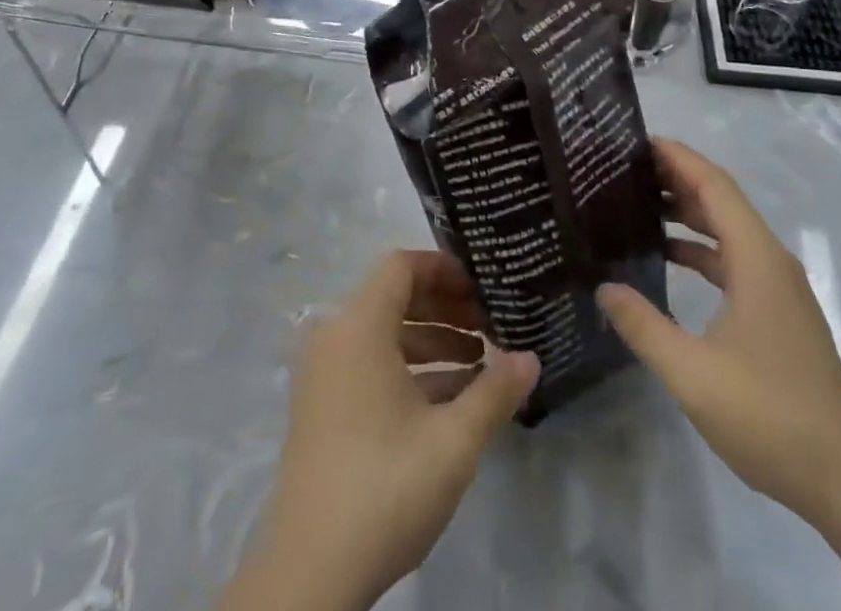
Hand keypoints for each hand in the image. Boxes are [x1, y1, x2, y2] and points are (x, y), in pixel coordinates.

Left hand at [224, 251, 538, 610]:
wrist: (310, 575)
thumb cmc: (385, 487)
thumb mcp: (453, 440)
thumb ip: (495, 392)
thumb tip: (530, 358)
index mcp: (358, 325)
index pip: (401, 265)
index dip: (444, 269)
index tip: (482, 288)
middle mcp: (335, 336)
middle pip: (394, 297)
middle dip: (445, 308)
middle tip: (490, 326)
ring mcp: (323, 374)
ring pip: (384, 335)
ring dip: (432, 342)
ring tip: (480, 365)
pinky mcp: (321, 407)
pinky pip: (369, 365)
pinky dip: (408, 370)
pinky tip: (450, 399)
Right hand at [597, 139, 840, 523]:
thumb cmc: (770, 417)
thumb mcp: (692, 373)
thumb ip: (643, 325)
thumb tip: (603, 286)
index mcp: (756, 259)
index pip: (714, 186)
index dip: (678, 157)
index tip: (636, 141)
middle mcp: (770, 261)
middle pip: (722, 201)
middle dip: (676, 179)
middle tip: (624, 171)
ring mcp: (779, 288)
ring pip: (729, 231)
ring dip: (688, 214)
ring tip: (637, 206)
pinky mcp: (779, 312)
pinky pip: (735, 260)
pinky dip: (701, 249)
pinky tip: (669, 259)